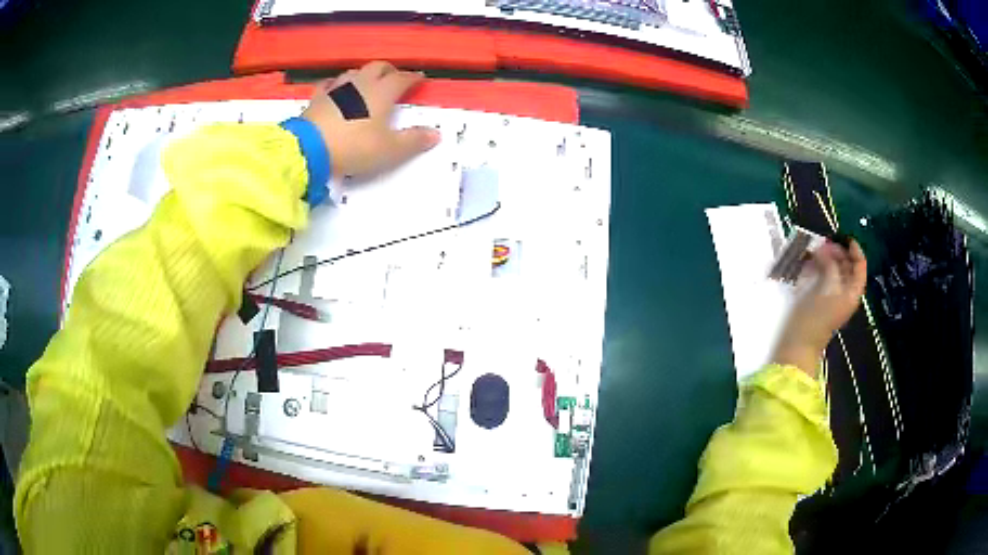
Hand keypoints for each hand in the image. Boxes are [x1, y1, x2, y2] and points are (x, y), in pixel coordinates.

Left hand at [302, 61, 440, 177]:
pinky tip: (335, 87)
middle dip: (389, 70)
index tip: (420, 78)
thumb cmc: (354, 147)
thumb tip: (435, 134)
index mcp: (382, 93)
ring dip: (365, 74)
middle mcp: (361, 84)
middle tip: (395, 77)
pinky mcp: (318, 98)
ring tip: (368, 82)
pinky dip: (337, 84)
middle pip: (379, 67)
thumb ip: (413, 140)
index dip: (413, 78)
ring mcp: (337, 89)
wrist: (310, 149)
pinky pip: (329, 84)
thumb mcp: (390, 149)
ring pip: (355, 72)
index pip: (402, 79)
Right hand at [771, 239, 867, 376]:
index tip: (844, 236)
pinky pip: (823, 278)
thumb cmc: (814, 318)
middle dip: (838, 252)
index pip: (860, 266)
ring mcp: (832, 298)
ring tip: (815, 250)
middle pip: (847, 267)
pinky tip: (810, 262)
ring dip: (827, 259)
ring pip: (834, 272)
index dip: (854, 250)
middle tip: (824, 242)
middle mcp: (845, 294)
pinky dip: (819, 267)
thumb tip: (826, 248)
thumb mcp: (826, 289)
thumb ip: (830, 266)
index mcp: (852, 293)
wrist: (798, 345)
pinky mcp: (819, 301)